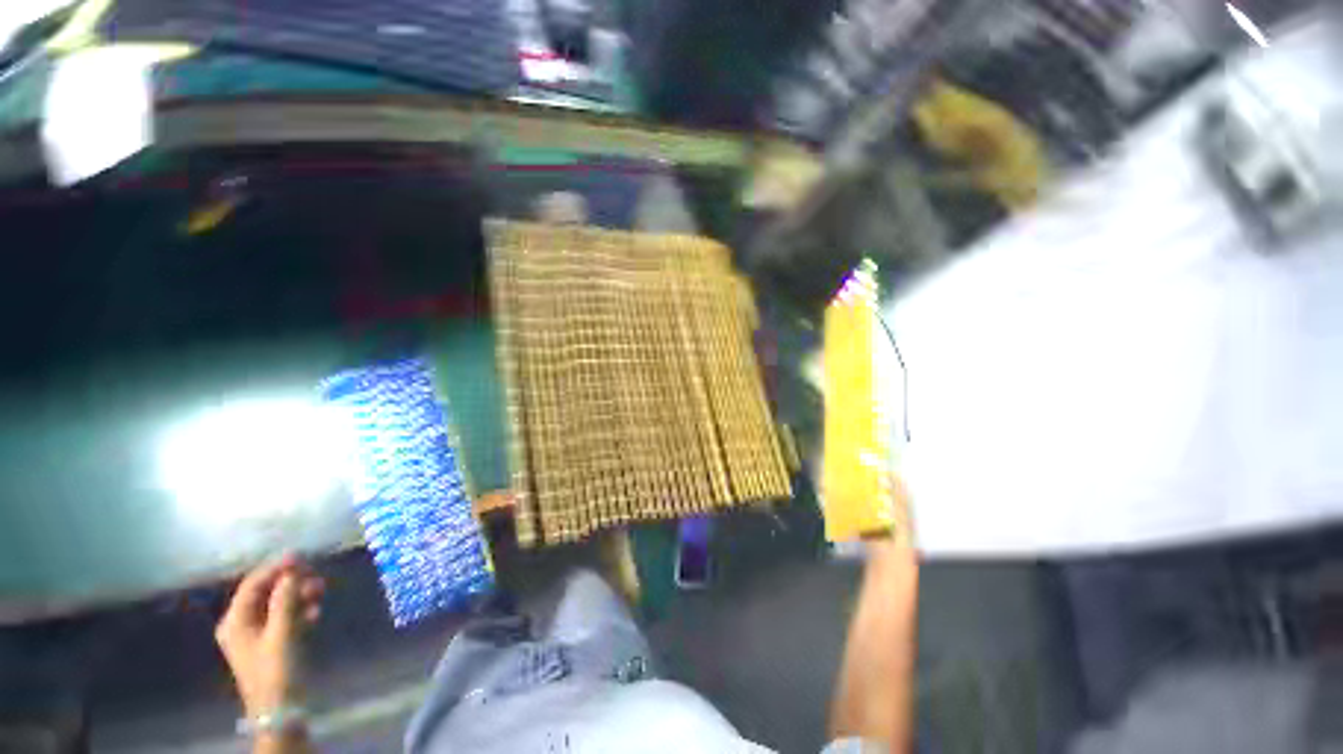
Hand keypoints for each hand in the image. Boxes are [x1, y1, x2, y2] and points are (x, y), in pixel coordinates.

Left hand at [215, 554, 324, 716]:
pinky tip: (317, 611)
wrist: (282, 709)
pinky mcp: (273, 641)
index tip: (302, 555)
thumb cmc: (276, 670)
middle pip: (266, 592)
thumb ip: (285, 600)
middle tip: (316, 574)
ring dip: (299, 595)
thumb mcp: (282, 634)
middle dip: (291, 582)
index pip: (253, 584)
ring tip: (321, 592)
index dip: (275, 567)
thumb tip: (292, 568)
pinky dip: (301, 609)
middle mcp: (242, 623)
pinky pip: (285, 616)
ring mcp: (257, 633)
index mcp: (235, 621)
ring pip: (278, 603)